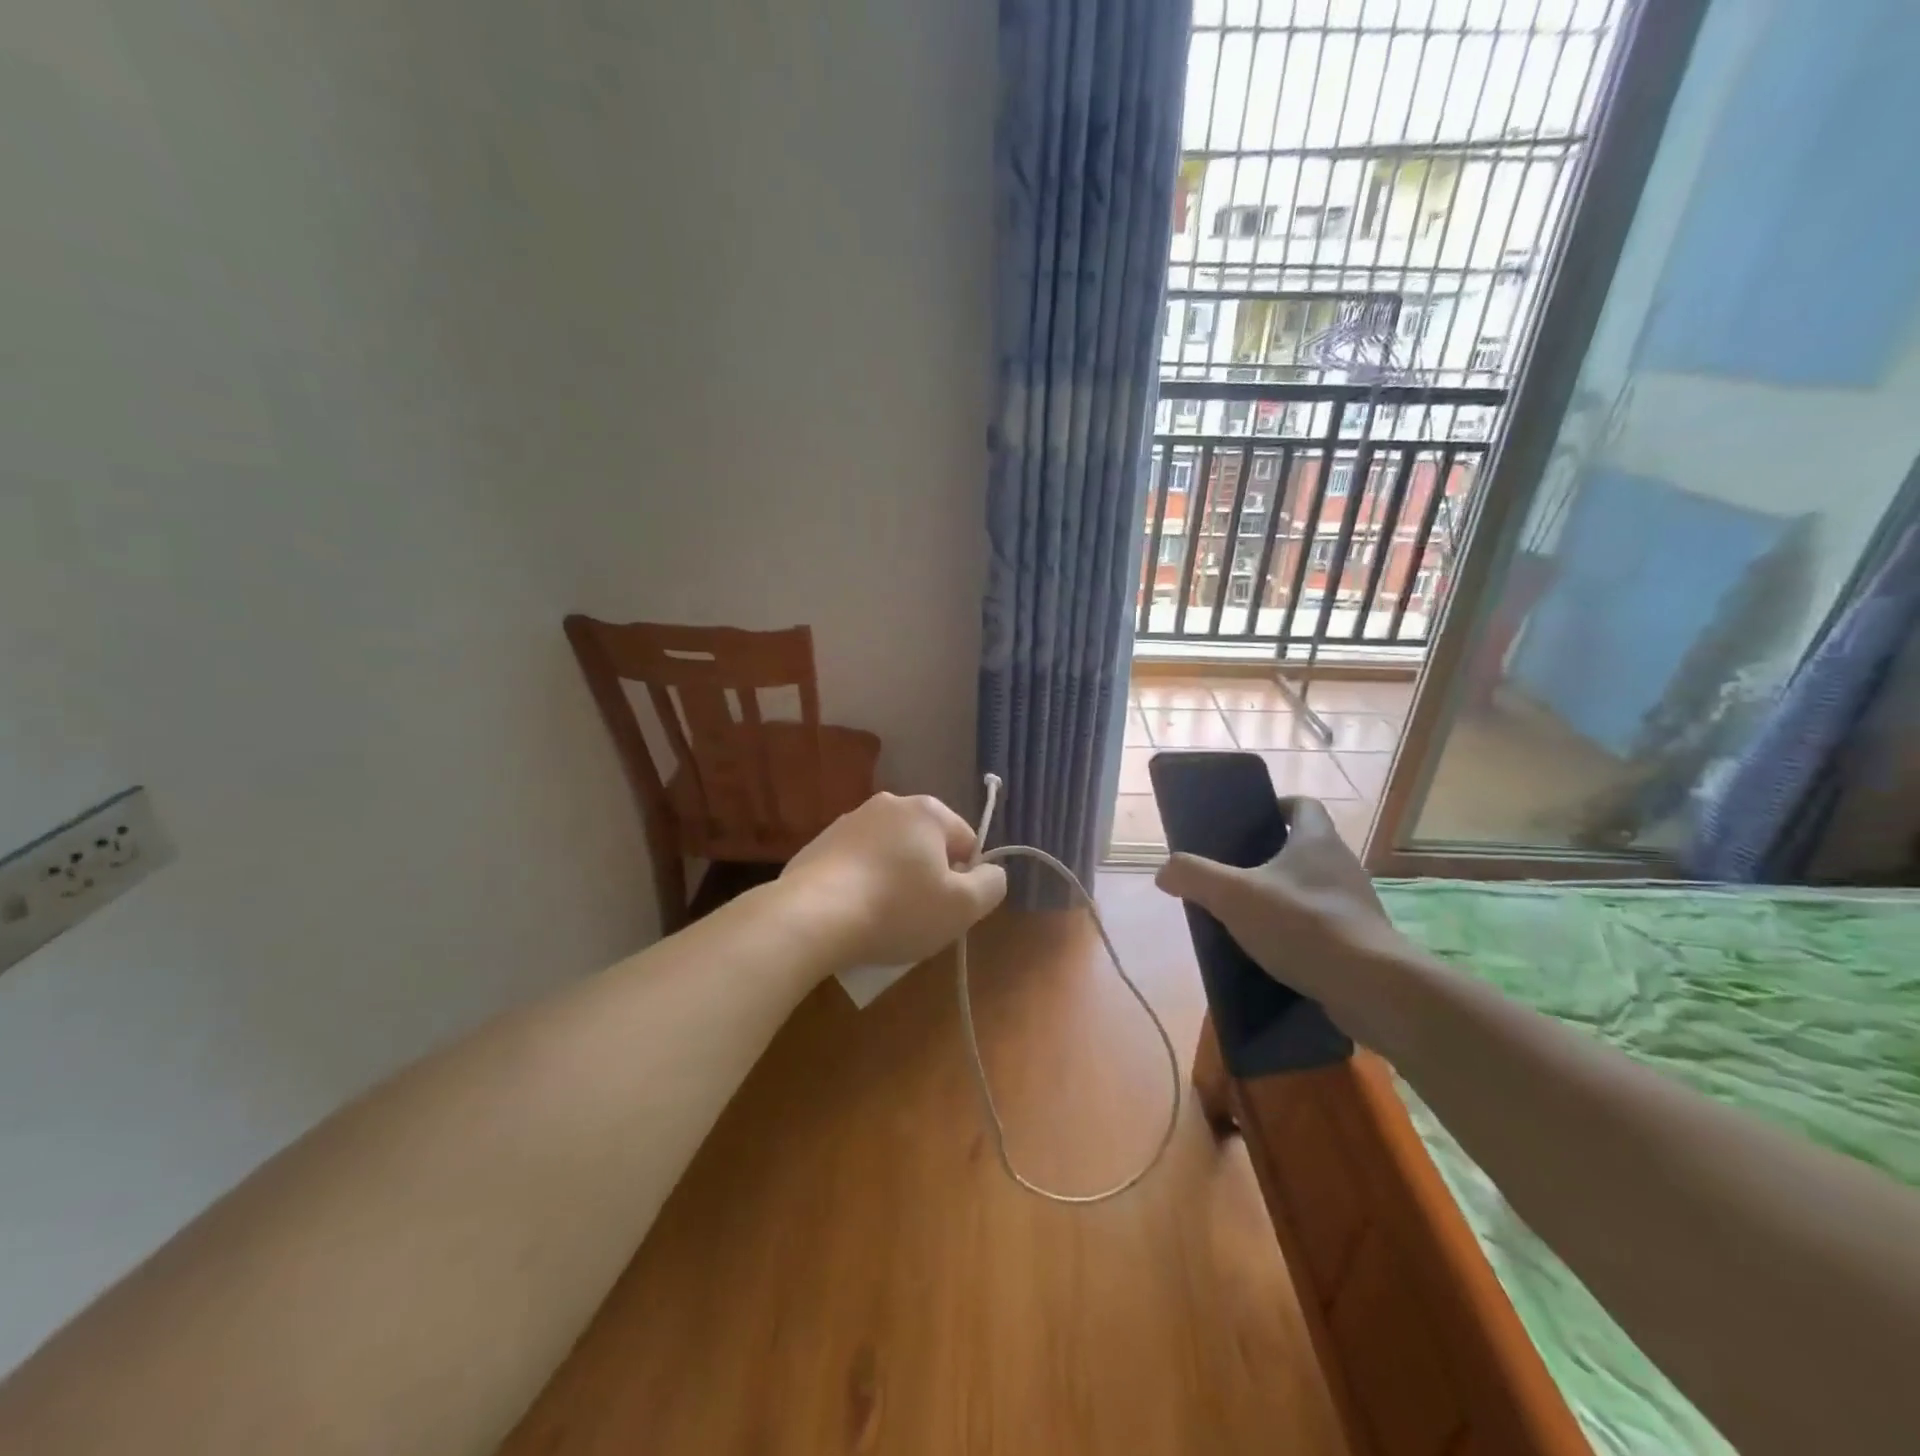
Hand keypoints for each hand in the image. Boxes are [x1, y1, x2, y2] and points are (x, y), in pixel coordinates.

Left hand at [780, 792, 1007, 968]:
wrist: (812, 917)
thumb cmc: (898, 909)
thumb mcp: (962, 907)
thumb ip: (991, 885)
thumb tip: (991, 872)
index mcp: (927, 810)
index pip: (966, 842)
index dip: (966, 879)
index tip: (948, 909)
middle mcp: (888, 805)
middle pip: (926, 846)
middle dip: (927, 879)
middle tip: (918, 918)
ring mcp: (848, 822)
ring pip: (889, 855)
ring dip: (893, 882)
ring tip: (881, 922)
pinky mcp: (818, 845)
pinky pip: (855, 866)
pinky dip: (860, 886)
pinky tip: (852, 917)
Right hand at [1154, 798, 1408, 1012]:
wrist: (1370, 986)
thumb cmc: (1302, 924)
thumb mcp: (1233, 895)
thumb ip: (1194, 876)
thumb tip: (1165, 871)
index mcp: (1316, 841)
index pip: (1303, 805)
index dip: (1279, 806)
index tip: (1253, 820)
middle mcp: (1342, 864)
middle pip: (1307, 847)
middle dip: (1273, 856)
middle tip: (1237, 871)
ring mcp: (1357, 904)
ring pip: (1315, 887)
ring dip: (1287, 895)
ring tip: (1251, 914)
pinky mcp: (1363, 940)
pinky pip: (1325, 924)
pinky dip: (1301, 930)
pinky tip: (1276, 951)